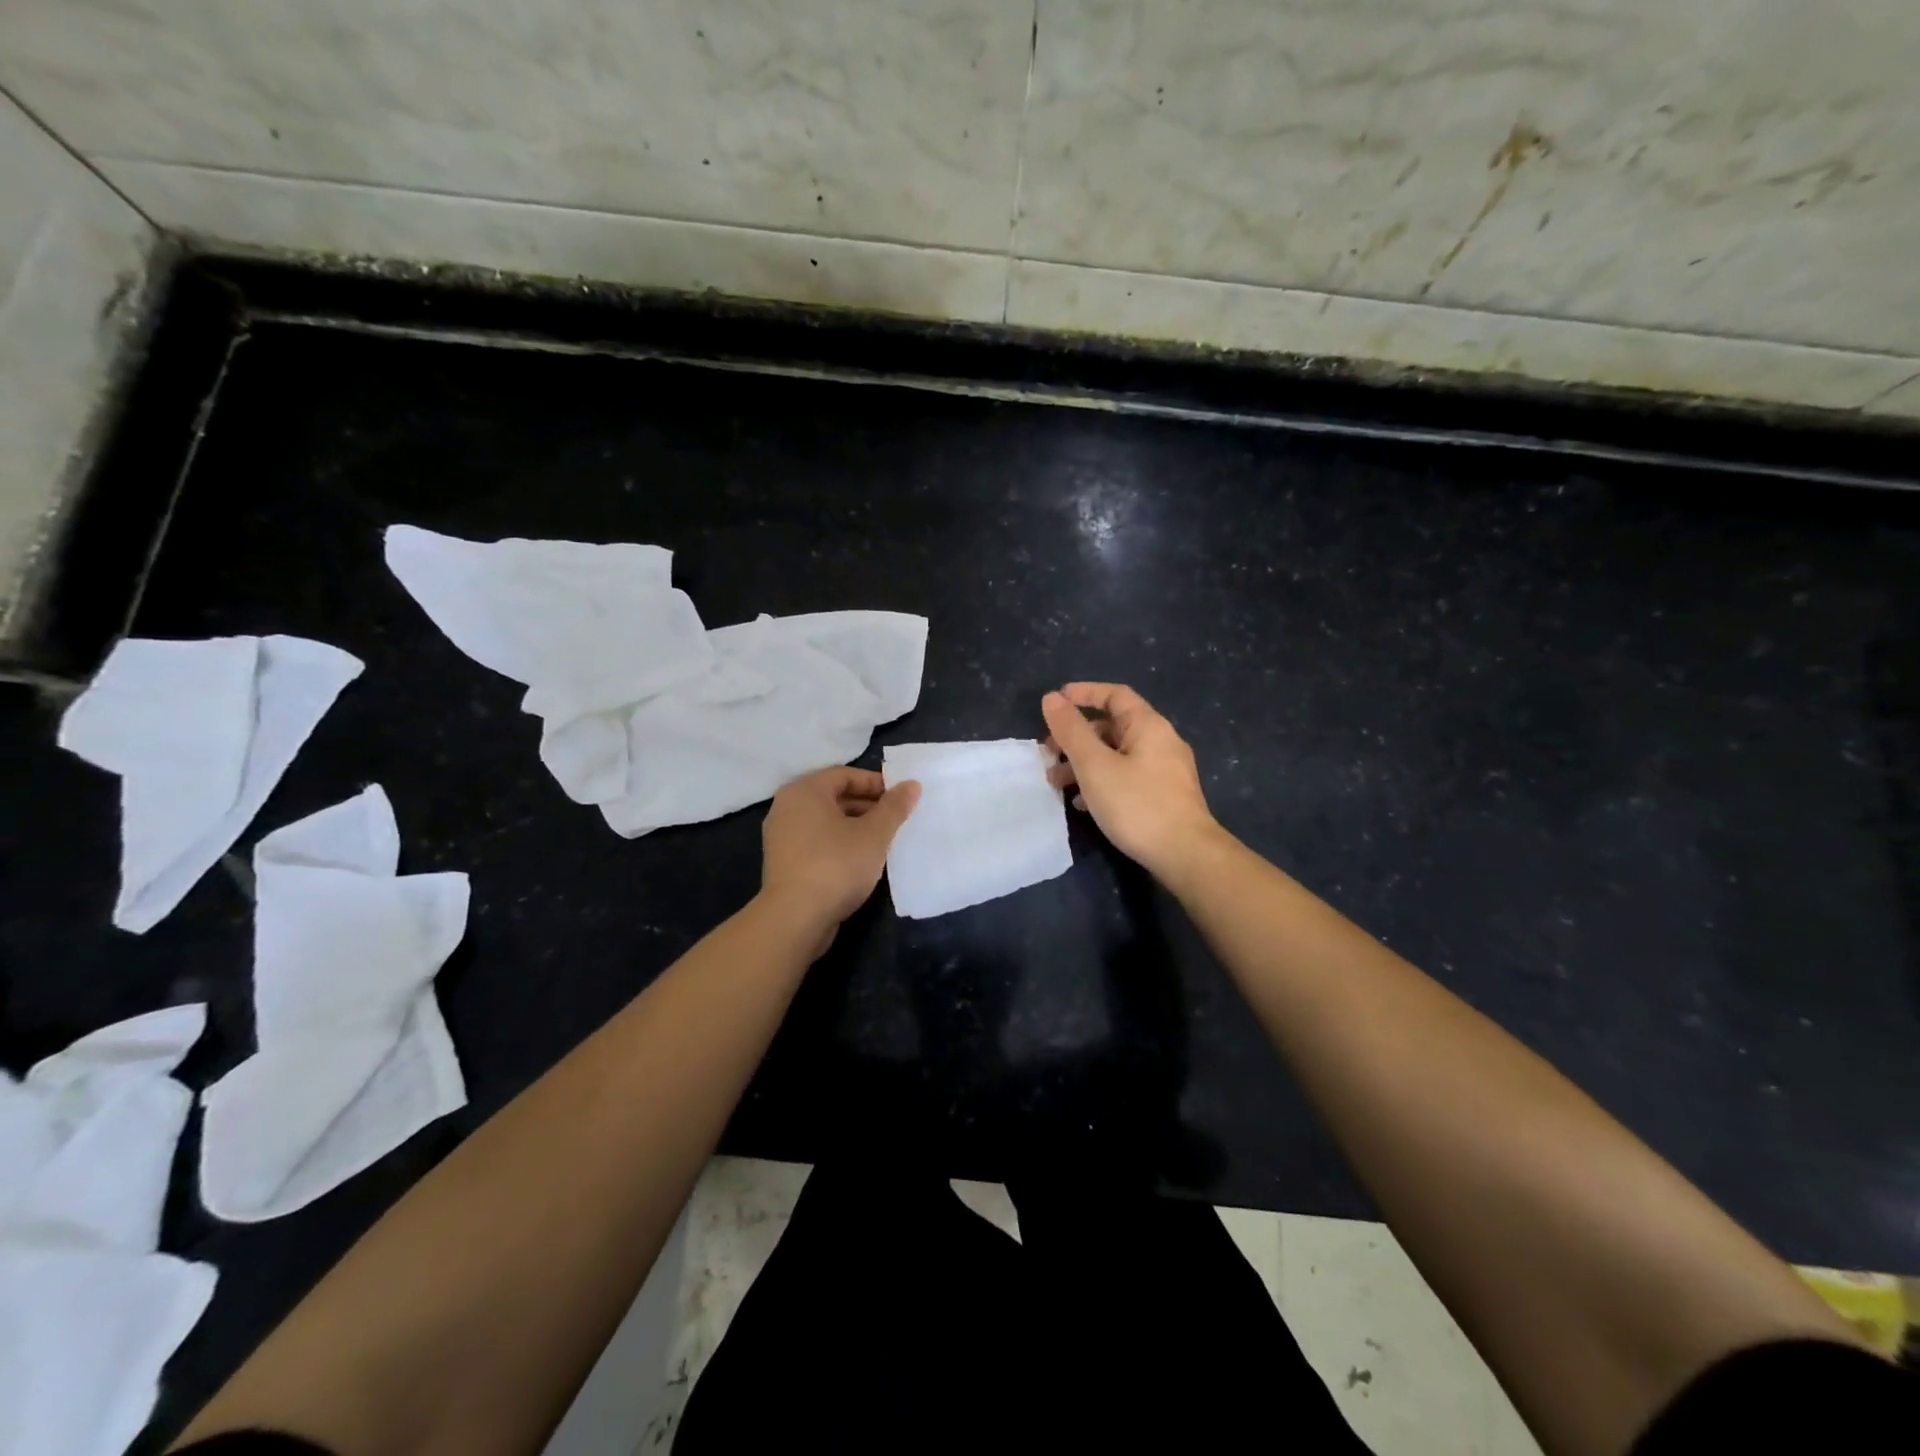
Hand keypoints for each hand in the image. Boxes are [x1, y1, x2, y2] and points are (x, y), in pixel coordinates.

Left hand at [759, 766, 920, 942]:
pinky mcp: (785, 863)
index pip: (845, 775)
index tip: (901, 798)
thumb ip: (894, 807)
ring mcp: (782, 837)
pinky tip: (862, 861)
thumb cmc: (836, 865)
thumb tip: (912, 785)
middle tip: (897, 820)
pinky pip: (818, 842)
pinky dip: (840, 844)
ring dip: (856, 827)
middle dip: (868, 806)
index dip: (876, 783)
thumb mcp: (874, 834)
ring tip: (884, 841)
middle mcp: (787, 807)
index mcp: (804, 791)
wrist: (795, 919)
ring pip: (827, 822)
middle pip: (834, 796)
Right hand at [1041, 683, 1219, 877]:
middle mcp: (1161, 742)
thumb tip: (1051, 698)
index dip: (1084, 693)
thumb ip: (1071, 730)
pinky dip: (1102, 781)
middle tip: (1050, 753)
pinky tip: (1083, 803)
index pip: (1115, 695)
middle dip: (1077, 737)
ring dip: (1085, 763)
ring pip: (1117, 755)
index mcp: (1148, 726)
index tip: (1056, 701)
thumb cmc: (1137, 804)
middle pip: (1113, 727)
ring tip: (1057, 783)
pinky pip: (1127, 777)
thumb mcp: (1095, 765)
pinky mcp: (1165, 796)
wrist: (1185, 855)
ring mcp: (1166, 771)